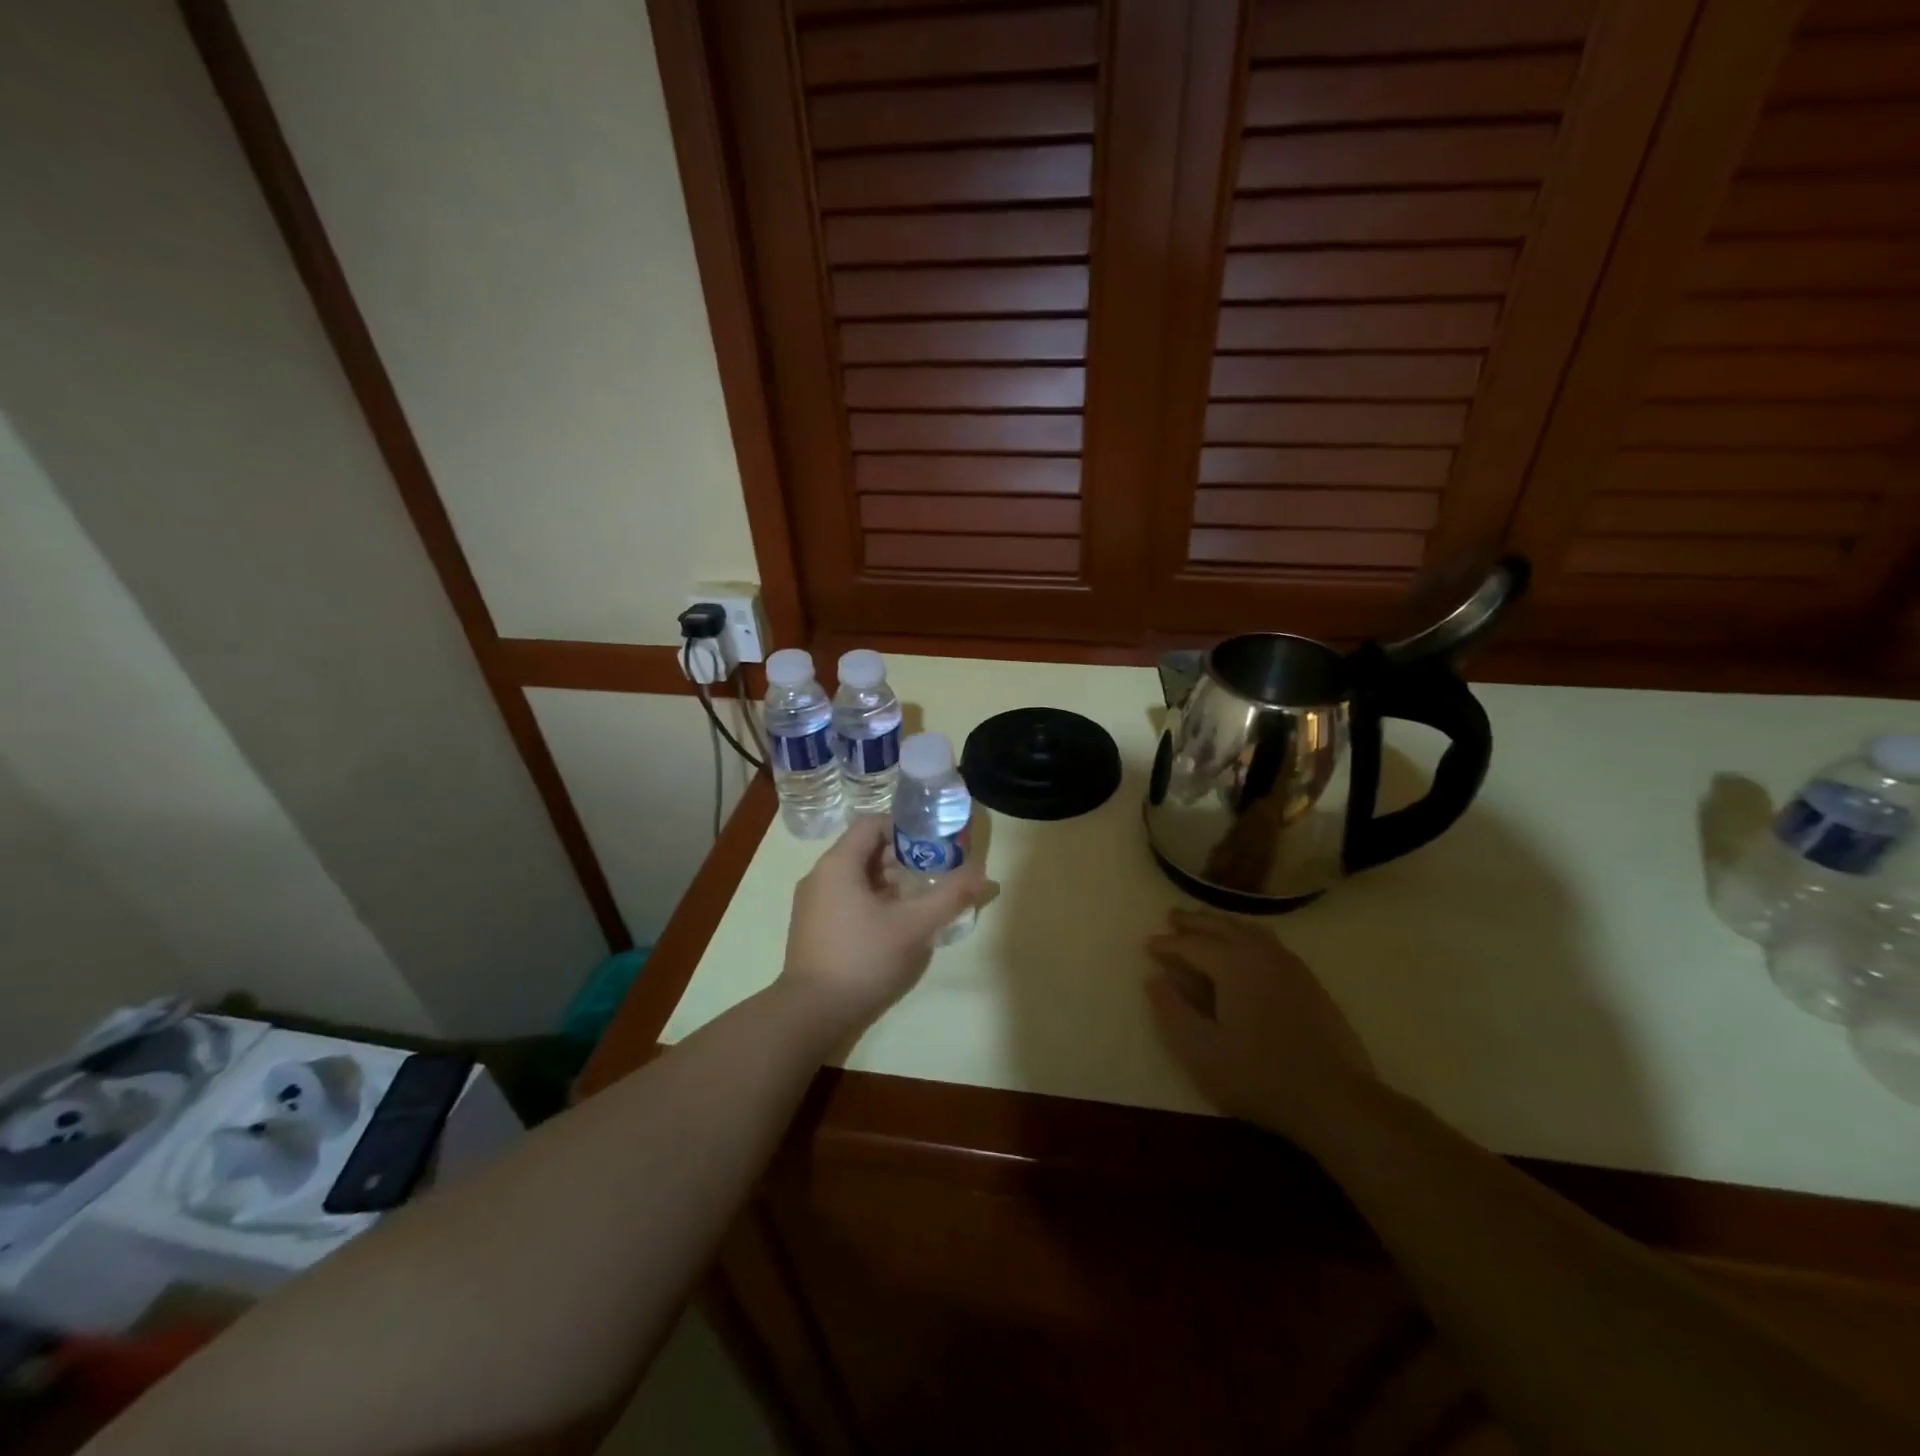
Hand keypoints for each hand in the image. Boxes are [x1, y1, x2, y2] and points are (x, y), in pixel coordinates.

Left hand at [779, 815, 986, 1035]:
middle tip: (935, 873)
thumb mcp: (914, 926)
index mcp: (838, 864)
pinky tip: (896, 925)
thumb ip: (949, 896)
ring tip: (921, 900)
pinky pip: (847, 898)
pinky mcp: (813, 927)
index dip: (905, 828)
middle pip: (865, 850)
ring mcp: (813, 903)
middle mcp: (820, 875)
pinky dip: (873, 901)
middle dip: (902, 858)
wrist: (812, 1013)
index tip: (934, 844)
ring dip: (890, 883)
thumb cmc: (863, 958)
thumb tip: (983, 875)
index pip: (872, 824)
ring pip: (857, 877)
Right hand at [1145, 909, 1374, 1143]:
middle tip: (1172, 917)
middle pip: (1221, 927)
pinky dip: (1247, 935)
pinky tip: (1246, 949)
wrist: (1334, 1099)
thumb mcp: (1200, 1050)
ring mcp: (1289, 965)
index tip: (1147, 945)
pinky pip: (1269, 943)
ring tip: (1206, 925)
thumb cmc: (1259, 1075)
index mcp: (1233, 964)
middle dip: (1194, 922)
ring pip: (1248, 930)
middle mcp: (1261, 953)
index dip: (1166, 944)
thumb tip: (1154, 979)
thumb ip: (1171, 1011)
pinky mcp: (1308, 982)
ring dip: (1222, 924)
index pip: (1191, 945)